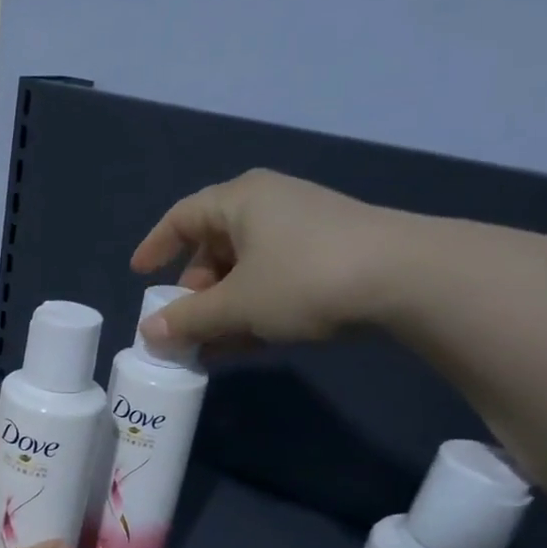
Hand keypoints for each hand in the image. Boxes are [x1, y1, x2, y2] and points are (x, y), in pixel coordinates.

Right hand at [130, 169, 420, 347]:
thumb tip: (149, 334)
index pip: (182, 217)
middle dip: (194, 290)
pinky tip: (247, 343)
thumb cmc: (304, 278)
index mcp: (240, 201)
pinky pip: (274, 279)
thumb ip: (188, 320)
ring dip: (223, 308)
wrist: (406, 278)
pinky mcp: (329, 255)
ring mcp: (303, 229)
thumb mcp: (237, 305)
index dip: (156, 246)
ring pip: (246, 268)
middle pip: (214, 246)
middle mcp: (269, 205)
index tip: (140, 276)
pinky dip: (254, 307)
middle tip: (183, 325)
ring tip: (210, 347)